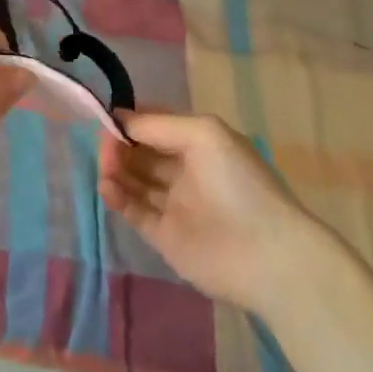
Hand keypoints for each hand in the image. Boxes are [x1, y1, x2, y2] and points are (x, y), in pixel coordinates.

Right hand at [99, 110, 324, 317]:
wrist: (267, 254)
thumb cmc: (238, 182)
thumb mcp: (203, 134)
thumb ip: (158, 125)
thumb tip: (121, 118)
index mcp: (198, 144)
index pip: (156, 126)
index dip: (132, 121)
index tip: (108, 117)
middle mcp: (185, 171)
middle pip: (142, 152)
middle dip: (121, 144)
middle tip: (104, 144)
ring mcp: (175, 205)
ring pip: (135, 181)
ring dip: (116, 169)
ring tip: (104, 166)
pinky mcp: (165, 237)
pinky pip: (135, 211)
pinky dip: (117, 197)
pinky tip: (106, 187)